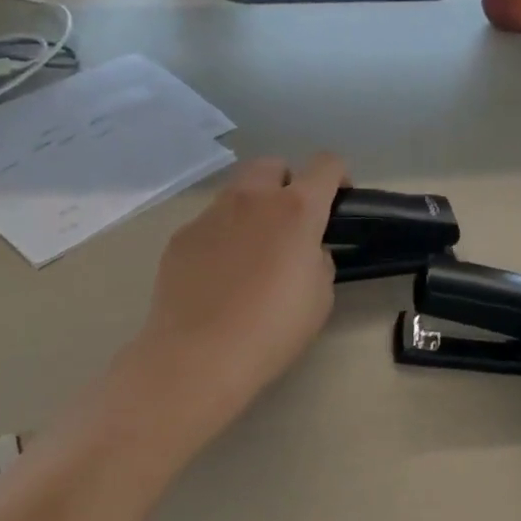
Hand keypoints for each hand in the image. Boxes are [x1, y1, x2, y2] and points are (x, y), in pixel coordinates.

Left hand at [129, 153, 347, 442]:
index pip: (326, 165)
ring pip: (237, 192)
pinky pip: (210, 224)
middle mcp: (251, 199)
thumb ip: (319, 259)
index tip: (338, 201)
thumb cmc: (273, 329)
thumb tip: (306, 250)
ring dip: (253, 209)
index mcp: (296, 210)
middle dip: (288, 184)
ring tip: (253, 253)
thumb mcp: (320, 297)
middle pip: (274, 165)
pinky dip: (222, 237)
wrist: (200, 355)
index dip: (339, 177)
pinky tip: (220, 276)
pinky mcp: (181, 237)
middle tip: (292, 225)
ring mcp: (210, 215)